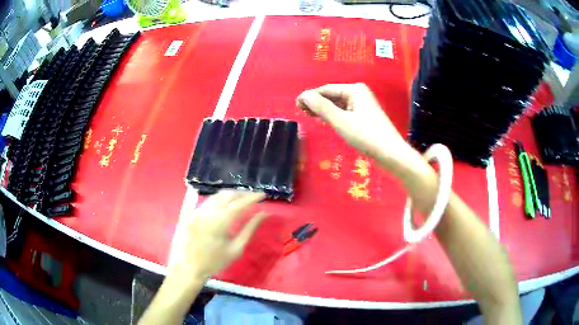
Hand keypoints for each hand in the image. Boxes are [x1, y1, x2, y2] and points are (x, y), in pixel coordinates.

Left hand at [166, 190, 267, 284]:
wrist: (189, 268)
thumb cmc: (215, 261)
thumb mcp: (236, 248)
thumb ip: (250, 229)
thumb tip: (263, 214)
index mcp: (220, 221)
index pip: (240, 203)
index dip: (253, 197)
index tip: (263, 195)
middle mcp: (208, 211)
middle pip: (227, 194)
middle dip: (242, 194)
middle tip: (253, 198)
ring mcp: (198, 210)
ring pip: (217, 195)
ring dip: (230, 195)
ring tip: (241, 200)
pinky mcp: (192, 213)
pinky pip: (208, 201)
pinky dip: (219, 199)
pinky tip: (225, 205)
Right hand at [296, 83, 416, 169]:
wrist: (390, 152)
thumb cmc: (365, 135)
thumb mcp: (340, 121)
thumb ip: (321, 106)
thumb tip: (304, 95)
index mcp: (354, 89)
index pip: (326, 89)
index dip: (310, 96)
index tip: (296, 105)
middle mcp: (359, 92)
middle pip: (332, 95)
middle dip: (317, 103)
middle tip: (301, 113)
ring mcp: (363, 103)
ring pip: (338, 103)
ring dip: (324, 109)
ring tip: (310, 117)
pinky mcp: (365, 114)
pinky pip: (345, 110)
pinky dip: (334, 114)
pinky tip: (327, 120)